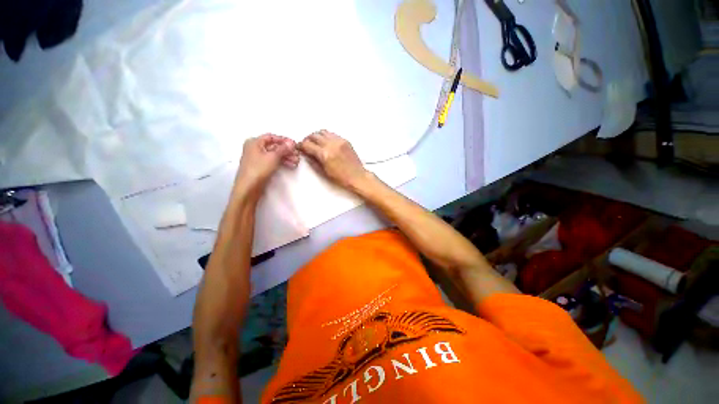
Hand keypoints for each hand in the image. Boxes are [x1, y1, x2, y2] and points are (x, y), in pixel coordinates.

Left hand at [234, 134, 298, 198]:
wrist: (249, 187)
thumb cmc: (258, 169)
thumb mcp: (273, 157)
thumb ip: (283, 149)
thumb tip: (291, 143)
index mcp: (254, 142)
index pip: (272, 137)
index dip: (284, 140)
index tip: (294, 145)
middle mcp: (255, 148)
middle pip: (274, 146)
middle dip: (287, 150)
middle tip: (297, 154)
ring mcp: (258, 158)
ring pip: (275, 155)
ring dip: (286, 157)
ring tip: (296, 162)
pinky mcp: (261, 167)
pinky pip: (274, 161)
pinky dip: (282, 162)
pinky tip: (291, 165)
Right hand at [298, 130, 369, 189]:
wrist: (357, 176)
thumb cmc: (342, 178)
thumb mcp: (324, 172)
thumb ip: (313, 161)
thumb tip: (306, 154)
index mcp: (325, 154)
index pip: (307, 144)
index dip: (301, 145)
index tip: (299, 147)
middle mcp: (331, 145)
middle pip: (314, 135)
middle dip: (307, 139)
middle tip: (306, 145)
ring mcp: (339, 141)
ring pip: (322, 132)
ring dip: (316, 136)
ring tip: (315, 143)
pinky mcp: (345, 141)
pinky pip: (332, 134)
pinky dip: (326, 136)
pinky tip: (326, 143)